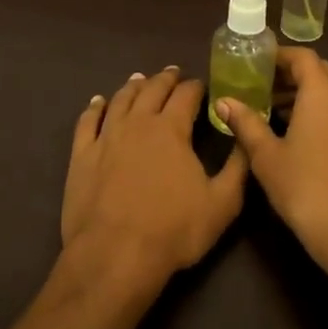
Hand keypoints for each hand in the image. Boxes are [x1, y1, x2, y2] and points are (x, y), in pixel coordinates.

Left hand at [62, 67, 248, 288]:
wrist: (115, 255)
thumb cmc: (174, 230)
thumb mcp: (223, 203)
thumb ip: (239, 166)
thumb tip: (246, 134)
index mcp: (171, 129)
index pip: (186, 95)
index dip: (196, 87)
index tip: (202, 85)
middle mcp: (138, 123)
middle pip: (152, 90)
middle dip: (165, 79)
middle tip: (173, 73)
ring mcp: (106, 137)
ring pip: (120, 100)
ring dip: (133, 87)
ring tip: (140, 79)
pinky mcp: (82, 155)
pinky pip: (87, 122)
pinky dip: (94, 108)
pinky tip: (98, 102)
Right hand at [218, 47, 327, 258]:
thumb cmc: (306, 188)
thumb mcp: (266, 156)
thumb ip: (245, 123)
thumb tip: (224, 101)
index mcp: (323, 94)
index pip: (302, 56)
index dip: (278, 55)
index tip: (254, 63)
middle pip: (319, 72)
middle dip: (290, 74)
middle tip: (259, 85)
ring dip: (304, 94)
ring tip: (271, 109)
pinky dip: (318, 111)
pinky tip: (295, 134)